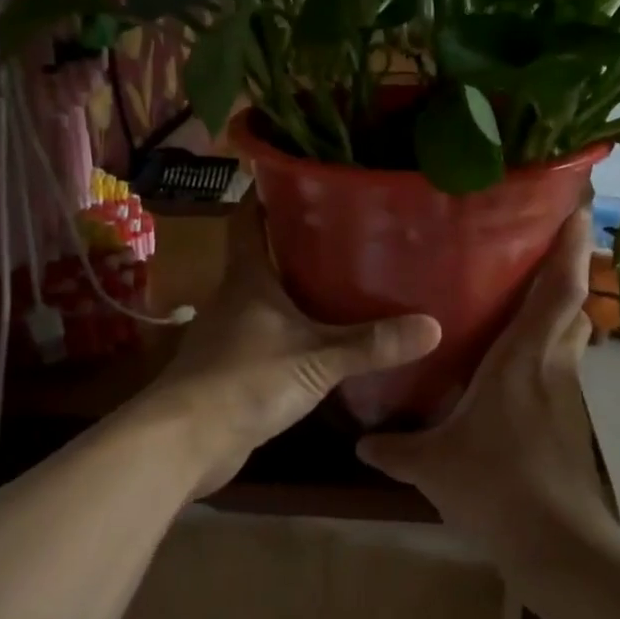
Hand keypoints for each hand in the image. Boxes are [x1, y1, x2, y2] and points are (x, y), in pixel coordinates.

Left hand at [140, 199, 440, 497]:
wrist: (186, 440)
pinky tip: (318, 339)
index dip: (266, 194)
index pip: (248, 219)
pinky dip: (290, 331)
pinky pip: (266, 336)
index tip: (299, 177)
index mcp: (247, 278)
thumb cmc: (247, 379)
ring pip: (265, 299)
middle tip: (345, 231)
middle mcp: (234, 298)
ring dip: (294, 290)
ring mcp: (229, 334)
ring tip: (341, 281)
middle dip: (296, 243)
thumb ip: (371, 344)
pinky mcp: (231, 368)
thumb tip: (433, 326)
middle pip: (262, 257)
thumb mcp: (317, 359)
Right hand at [358, 207, 617, 571]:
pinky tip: (522, 367)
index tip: (577, 209)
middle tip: (540, 249)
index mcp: (523, 358)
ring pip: (572, 336)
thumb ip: (396, 448)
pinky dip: (550, 351)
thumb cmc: (497, 485)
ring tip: (529, 298)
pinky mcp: (572, 420)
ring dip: (560, 312)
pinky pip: (563, 368)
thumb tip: (361, 441)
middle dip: (567, 271)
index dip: (571, 248)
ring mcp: (568, 394)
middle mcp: (552, 365)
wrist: (557, 544)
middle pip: (573, 305)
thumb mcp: (434, 465)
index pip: (559, 290)